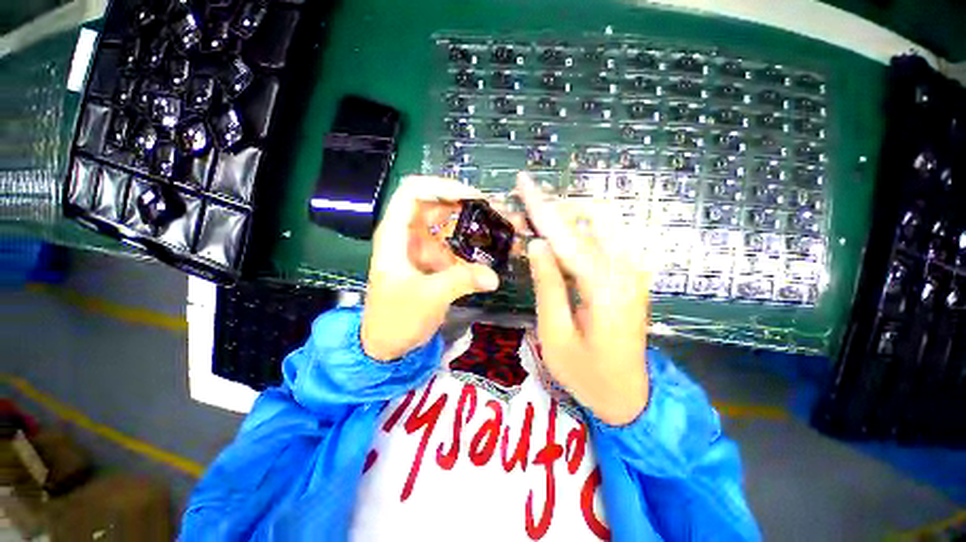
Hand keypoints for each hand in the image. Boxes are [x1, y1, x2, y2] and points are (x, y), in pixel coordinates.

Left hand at [361, 176, 500, 360]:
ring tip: (499, 229)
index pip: (413, 191)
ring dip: (471, 225)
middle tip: (494, 212)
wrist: (387, 344)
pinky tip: (489, 251)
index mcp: (395, 234)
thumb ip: (461, 281)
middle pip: (436, 204)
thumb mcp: (428, 297)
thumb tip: (494, 277)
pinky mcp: (432, 261)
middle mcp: (407, 235)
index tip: (473, 198)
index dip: (442, 187)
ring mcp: (421, 248)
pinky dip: (470, 246)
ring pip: (447, 225)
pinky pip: (453, 245)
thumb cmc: (396, 318)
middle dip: (465, 204)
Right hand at [516, 173, 651, 425]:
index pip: (567, 235)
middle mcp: (627, 271)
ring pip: (603, 223)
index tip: (523, 183)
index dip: (541, 207)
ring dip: (570, 218)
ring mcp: (634, 272)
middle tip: (530, 217)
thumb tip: (538, 244)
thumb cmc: (587, 374)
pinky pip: (606, 240)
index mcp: (605, 288)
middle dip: (559, 207)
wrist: (630, 396)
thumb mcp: (555, 334)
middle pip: (595, 215)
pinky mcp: (632, 276)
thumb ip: (548, 285)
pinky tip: (561, 244)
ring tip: (541, 229)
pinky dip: (581, 232)